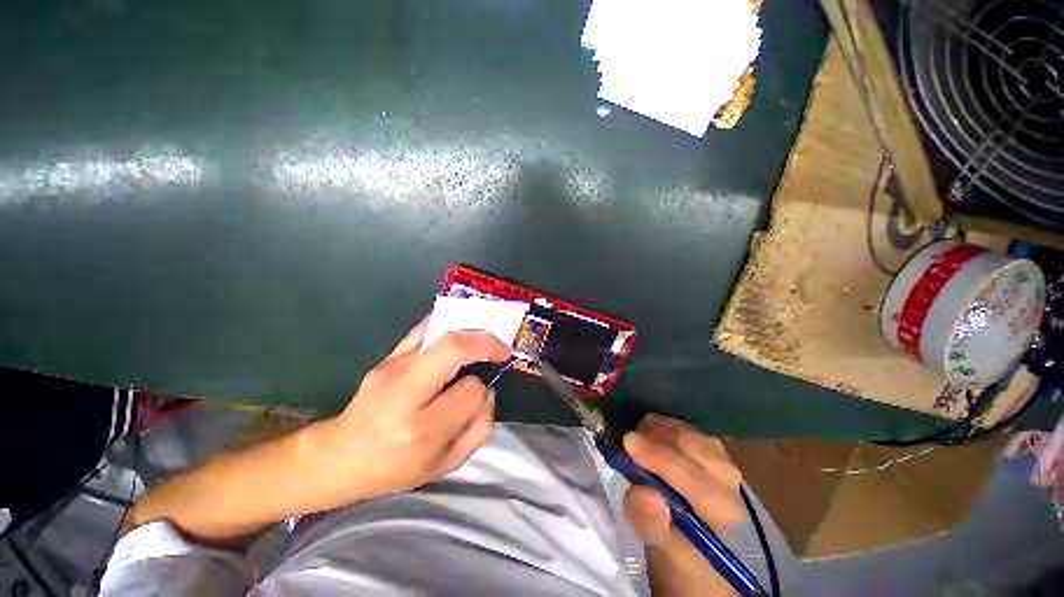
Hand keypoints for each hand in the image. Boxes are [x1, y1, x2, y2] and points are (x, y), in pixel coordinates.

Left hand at [308, 320, 510, 507]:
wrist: (338, 457)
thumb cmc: (395, 469)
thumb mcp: (445, 464)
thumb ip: (479, 428)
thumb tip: (489, 389)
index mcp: (422, 429)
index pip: (470, 391)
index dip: (484, 389)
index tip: (484, 391)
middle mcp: (405, 393)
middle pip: (453, 348)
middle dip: (486, 342)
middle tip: (501, 349)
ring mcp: (392, 368)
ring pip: (439, 333)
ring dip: (470, 330)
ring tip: (485, 339)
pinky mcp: (386, 357)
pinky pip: (422, 329)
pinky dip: (446, 321)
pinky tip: (460, 324)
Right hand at [623, 415, 746, 595]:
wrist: (701, 561)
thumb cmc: (682, 564)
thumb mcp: (661, 552)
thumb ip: (651, 524)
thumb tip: (644, 492)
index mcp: (726, 519)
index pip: (698, 484)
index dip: (660, 459)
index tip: (628, 442)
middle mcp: (733, 488)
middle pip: (700, 449)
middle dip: (660, 438)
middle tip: (629, 438)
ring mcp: (727, 469)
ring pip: (697, 436)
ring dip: (663, 430)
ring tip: (639, 435)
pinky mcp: (716, 459)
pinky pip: (693, 433)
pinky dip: (669, 427)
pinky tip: (653, 432)